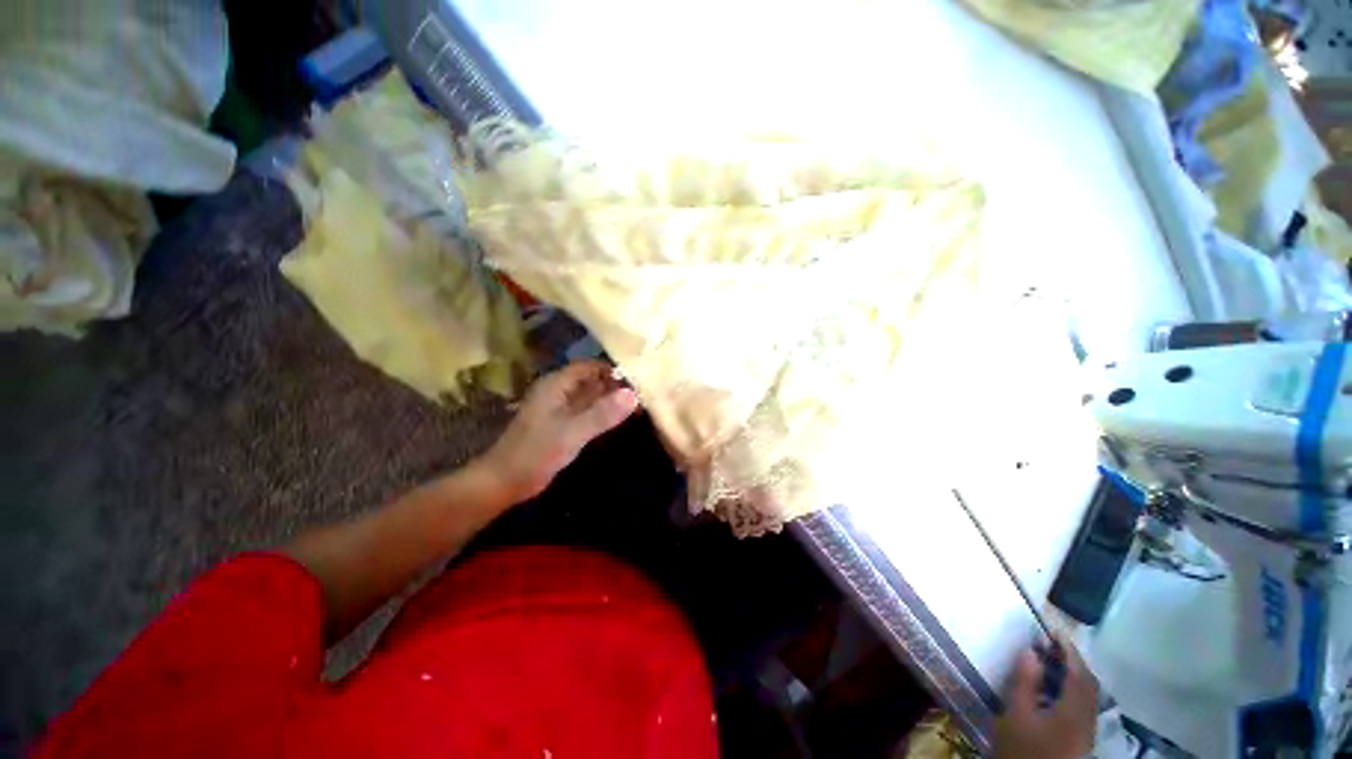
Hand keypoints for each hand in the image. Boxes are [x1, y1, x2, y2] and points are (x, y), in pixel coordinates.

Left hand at [480, 361, 639, 502]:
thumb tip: (634, 395)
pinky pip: (588, 412)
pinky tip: (621, 418)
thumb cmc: (535, 453)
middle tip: (645, 392)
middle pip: (592, 380)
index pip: (590, 366)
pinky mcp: (563, 425)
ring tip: (640, 404)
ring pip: (592, 397)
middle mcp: (559, 391)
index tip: (639, 377)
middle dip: (616, 385)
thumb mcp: (572, 432)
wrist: (506, 482)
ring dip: (612, 399)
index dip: (613, 369)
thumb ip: (602, 414)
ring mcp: (561, 409)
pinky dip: (604, 413)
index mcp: (557, 385)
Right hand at [995, 637, 1097, 758]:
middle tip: (1050, 643)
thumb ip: (1024, 681)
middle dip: (1072, 661)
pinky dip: (1072, 689)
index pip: (1078, 672)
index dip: (1067, 649)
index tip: (1053, 629)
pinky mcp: (1081, 739)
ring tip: (1050, 661)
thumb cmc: (1023, 747)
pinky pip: (1083, 705)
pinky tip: (1054, 689)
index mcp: (1074, 710)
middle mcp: (1087, 718)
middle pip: (1088, 683)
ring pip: (1088, 695)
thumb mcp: (1016, 713)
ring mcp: (1086, 730)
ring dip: (1073, 675)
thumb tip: (1029, 651)